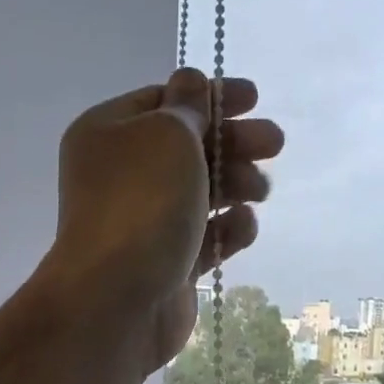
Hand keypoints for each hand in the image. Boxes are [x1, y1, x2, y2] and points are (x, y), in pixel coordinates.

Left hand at [47, 69, 280, 369]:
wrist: (118, 299)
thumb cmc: (142, 203)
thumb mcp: (168, 135)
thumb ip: (188, 107)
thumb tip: (191, 83)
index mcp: (109, 134)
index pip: (164, 102)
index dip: (210, 97)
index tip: (254, 99)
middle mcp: (123, 176)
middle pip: (188, 148)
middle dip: (233, 142)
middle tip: (274, 143)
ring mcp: (145, 223)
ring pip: (201, 193)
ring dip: (236, 184)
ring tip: (260, 190)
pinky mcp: (168, 264)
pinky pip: (205, 238)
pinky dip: (227, 229)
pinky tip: (244, 226)